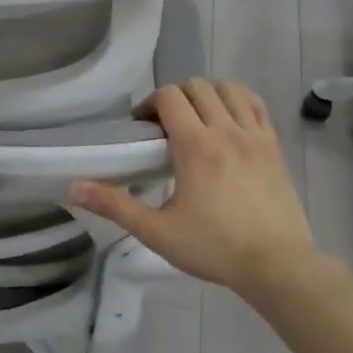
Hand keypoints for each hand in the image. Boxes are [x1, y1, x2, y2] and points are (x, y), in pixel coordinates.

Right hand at [69, 80, 321, 303]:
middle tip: (166, 128)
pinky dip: (238, 102)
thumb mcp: (157, 232)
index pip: (169, 96)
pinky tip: (229, 123)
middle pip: (197, 86)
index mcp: (196, 145)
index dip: (150, 104)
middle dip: (176, 98)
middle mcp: (227, 130)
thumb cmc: (214, 248)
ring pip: (229, 89)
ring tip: (198, 122)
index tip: (142, 129)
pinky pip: (256, 105)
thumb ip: (115, 205)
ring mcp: (256, 136)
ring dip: (208, 95)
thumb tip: (73, 188)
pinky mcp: (276, 147)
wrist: (278, 266)